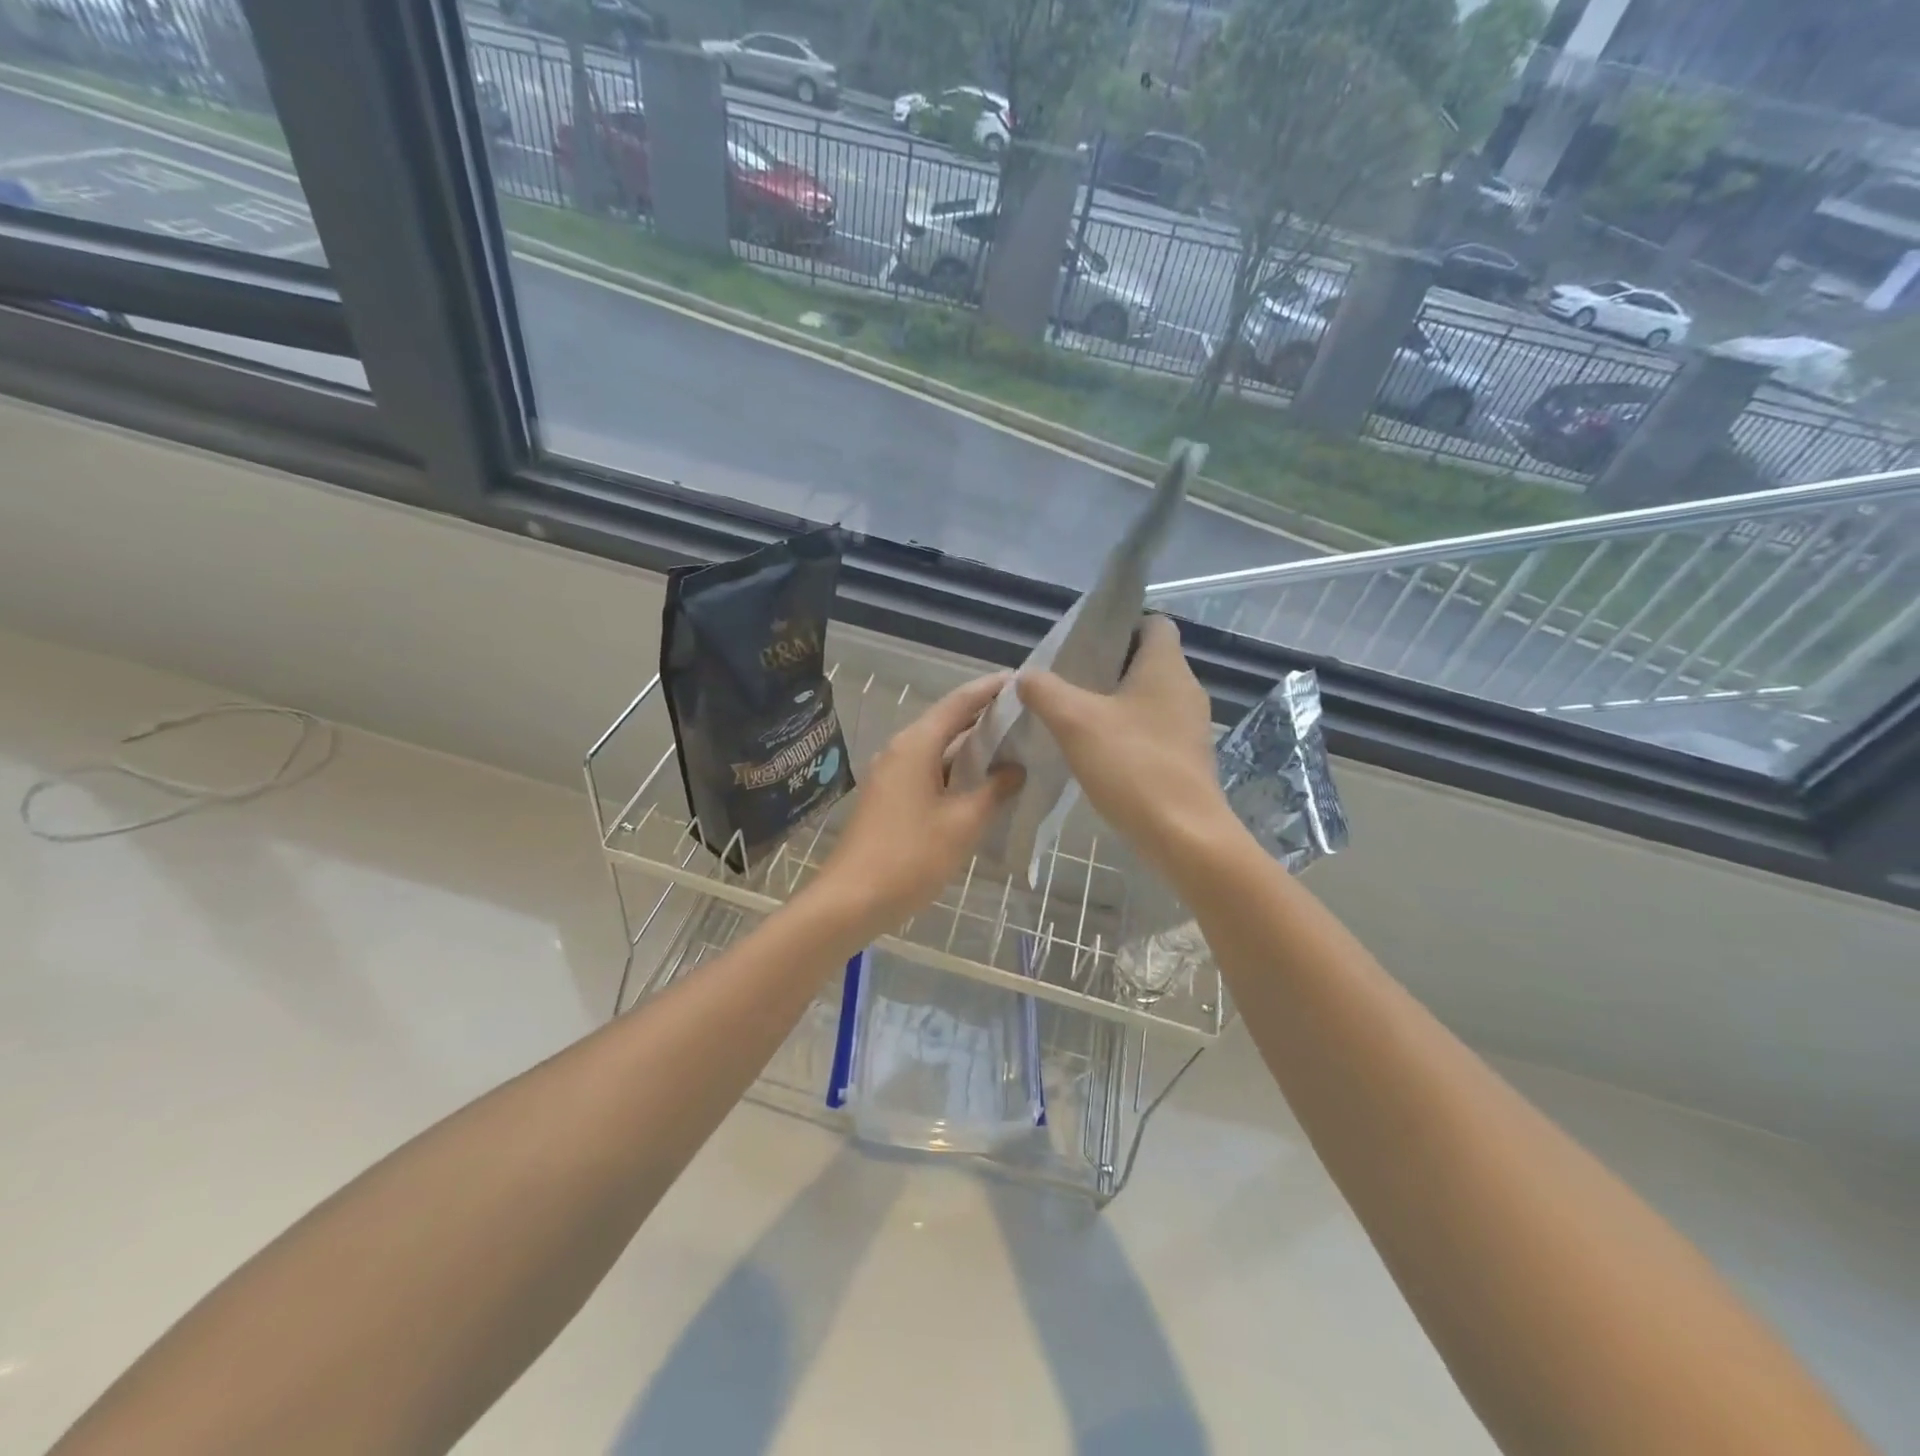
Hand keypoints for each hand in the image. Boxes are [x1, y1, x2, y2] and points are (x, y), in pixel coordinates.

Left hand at [815, 674, 1022, 932]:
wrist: (851, 899)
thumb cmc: (911, 857)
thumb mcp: (963, 824)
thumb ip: (994, 791)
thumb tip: (1015, 769)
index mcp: (916, 745)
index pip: (959, 702)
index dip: (990, 689)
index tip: (1022, 680)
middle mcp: (900, 750)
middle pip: (947, 722)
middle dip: (985, 718)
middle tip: (1027, 715)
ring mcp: (891, 774)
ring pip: (938, 749)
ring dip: (971, 747)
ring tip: (1013, 745)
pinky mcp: (889, 797)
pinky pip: (928, 770)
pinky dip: (956, 770)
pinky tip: (981, 783)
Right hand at [1016, 615, 1231, 878]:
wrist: (1184, 836)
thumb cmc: (1133, 766)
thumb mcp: (1075, 722)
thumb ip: (1045, 691)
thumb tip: (1027, 676)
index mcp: (1166, 667)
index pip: (1154, 622)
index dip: (1120, 624)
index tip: (1084, 644)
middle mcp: (1185, 690)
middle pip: (1147, 661)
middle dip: (1107, 666)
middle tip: (1067, 680)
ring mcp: (1189, 727)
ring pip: (1148, 698)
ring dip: (1114, 702)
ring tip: (1074, 716)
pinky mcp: (1186, 758)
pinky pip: (1152, 730)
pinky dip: (1126, 733)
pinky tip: (1097, 753)